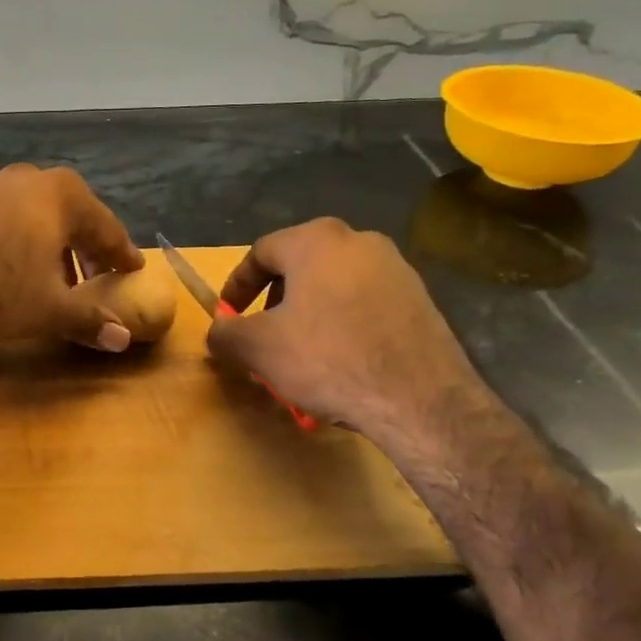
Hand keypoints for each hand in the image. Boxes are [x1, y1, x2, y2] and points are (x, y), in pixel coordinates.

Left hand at [0, 163, 144, 349]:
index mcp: (63, 197)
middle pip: (70, 215)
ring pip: (30, 210)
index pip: (106, 229)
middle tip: (93, 278)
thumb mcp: (48, 310)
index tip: (133, 270)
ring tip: (46, 270)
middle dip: (83, 247)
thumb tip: (123, 337)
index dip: (121, 254)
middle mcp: (29, 180)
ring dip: (44, 238)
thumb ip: (88, 319)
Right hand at [206, 218, 486, 446]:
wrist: (421, 400)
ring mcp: (396, 268)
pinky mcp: (421, 299)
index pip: (260, 253)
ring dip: (308, 316)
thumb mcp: (258, 348)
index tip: (228, 317)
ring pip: (333, 287)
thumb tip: (219, 330)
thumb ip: (226, 333)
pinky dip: (343, 326)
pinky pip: (365, 305)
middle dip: (274, 304)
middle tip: (263, 337)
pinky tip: (340, 363)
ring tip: (300, 356)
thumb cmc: (328, 359)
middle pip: (299, 268)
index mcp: (316, 240)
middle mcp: (359, 240)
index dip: (237, 286)